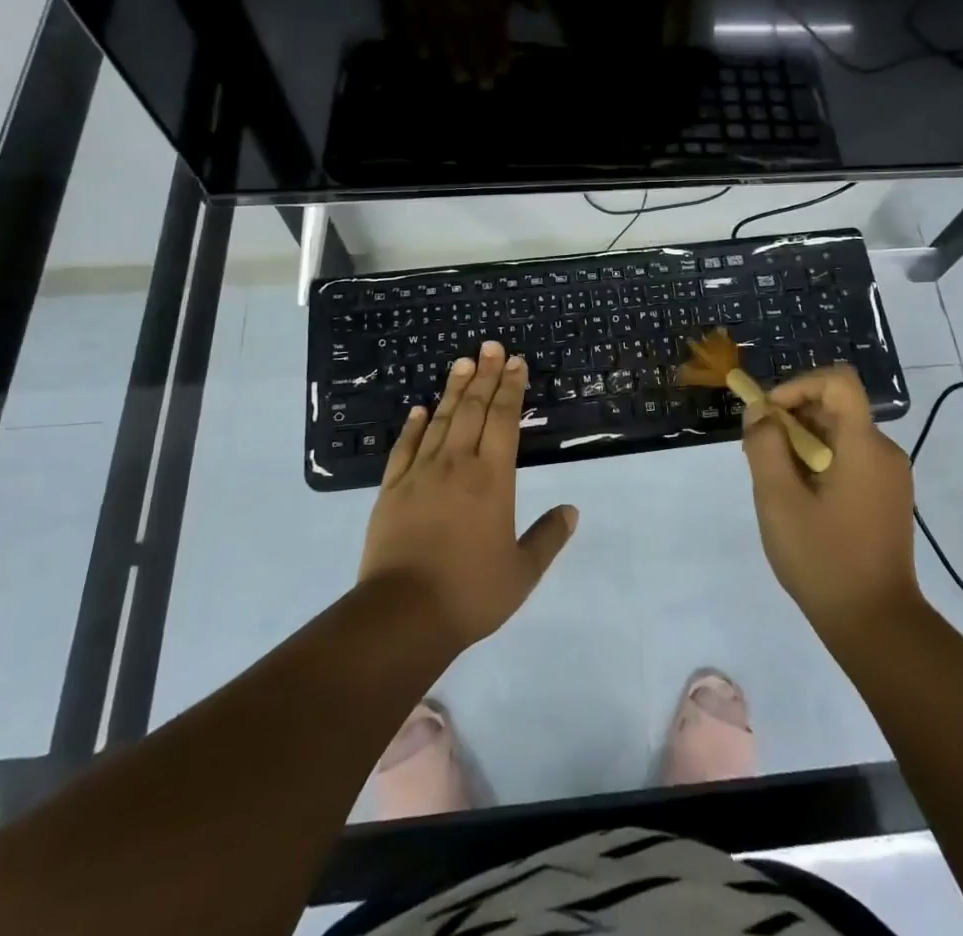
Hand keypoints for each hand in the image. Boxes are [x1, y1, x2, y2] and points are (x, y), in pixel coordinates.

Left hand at [358, 341, 578, 650]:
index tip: (515, 362)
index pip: (504, 420)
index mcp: (492, 479)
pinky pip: (404, 447)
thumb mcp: (522, 573)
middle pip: (473, 409)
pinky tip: (419, 409)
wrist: (402, 615)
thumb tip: (571, 510)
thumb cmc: (470, 593)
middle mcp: (457, 465)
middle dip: (484, 375)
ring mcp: (420, 474)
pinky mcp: (391, 489)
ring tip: (461, 362)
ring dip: (453, 389)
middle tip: (490, 346)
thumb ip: (548, 538)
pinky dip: (413, 425)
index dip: (511, 388)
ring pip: (440, 420)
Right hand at [739, 365, 923, 644]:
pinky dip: (817, 465)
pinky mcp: (887, 498)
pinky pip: (848, 460)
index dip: (798, 385)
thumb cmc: (824, 559)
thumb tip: (760, 411)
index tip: (768, 415)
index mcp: (864, 445)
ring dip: (800, 446)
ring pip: (837, 436)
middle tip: (759, 457)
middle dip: (790, 421)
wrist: (876, 625)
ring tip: (775, 486)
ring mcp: (889, 477)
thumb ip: (765, 446)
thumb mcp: (779, 500)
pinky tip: (799, 503)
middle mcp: (884, 451)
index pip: (837, 381)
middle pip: (833, 409)